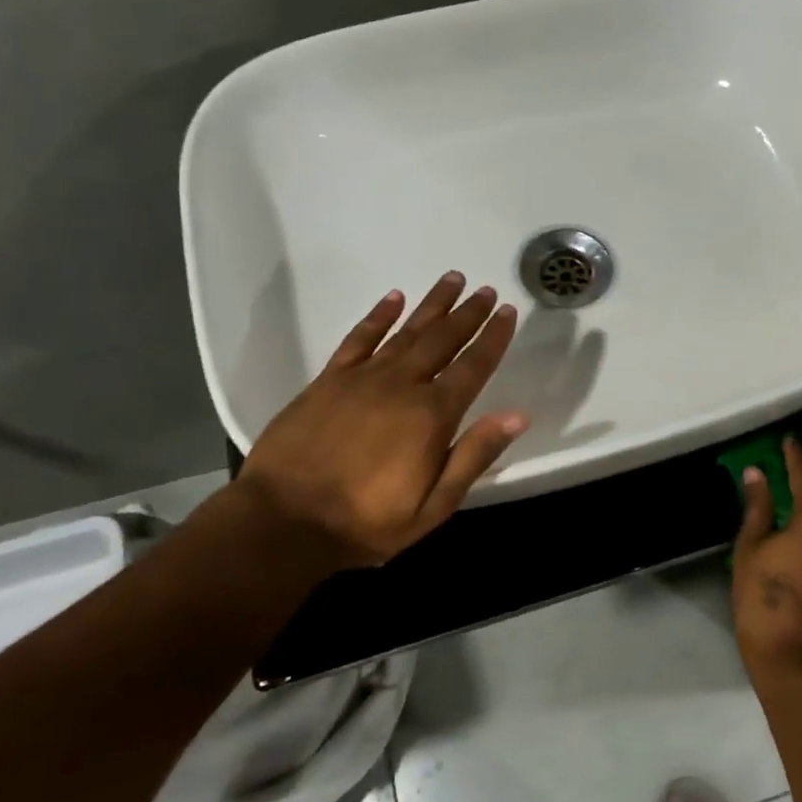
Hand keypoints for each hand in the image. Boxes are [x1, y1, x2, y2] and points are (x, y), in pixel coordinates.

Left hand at [237, 272, 529, 570]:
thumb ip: (474, 456)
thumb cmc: (366, 522)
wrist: (284, 520)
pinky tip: (394, 298)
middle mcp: (402, 385)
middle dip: (468, 314)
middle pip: (442, 339)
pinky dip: (378, 316)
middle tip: (485, 289)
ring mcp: (363, 378)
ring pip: (406, 331)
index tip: (507, 311)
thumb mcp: (433, 505)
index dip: (493, 338)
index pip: (473, 366)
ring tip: (452, 279)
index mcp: (432, 415)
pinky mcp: (329, 380)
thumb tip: (517, 415)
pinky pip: (359, 339)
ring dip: (432, 304)